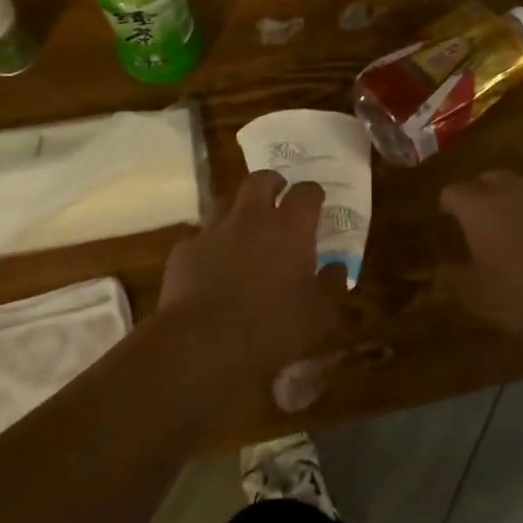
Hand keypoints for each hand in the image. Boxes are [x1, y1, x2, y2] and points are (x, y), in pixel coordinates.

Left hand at [156, 171, 349, 391]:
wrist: (202, 342)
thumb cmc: (271, 327)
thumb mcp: (318, 315)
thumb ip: (332, 286)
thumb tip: (338, 268)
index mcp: (290, 228)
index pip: (306, 192)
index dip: (313, 194)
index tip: (316, 201)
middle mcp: (251, 218)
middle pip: (261, 180)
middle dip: (272, 183)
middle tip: (278, 197)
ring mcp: (214, 230)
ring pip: (226, 202)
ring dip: (239, 210)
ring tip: (244, 230)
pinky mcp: (185, 250)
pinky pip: (200, 237)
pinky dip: (210, 244)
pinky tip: (212, 265)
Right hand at [439, 171, 522, 354]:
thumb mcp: (478, 297)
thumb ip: (454, 279)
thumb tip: (443, 271)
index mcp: (480, 207)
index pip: (453, 193)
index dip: (449, 206)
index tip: (449, 220)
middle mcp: (517, 189)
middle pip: (492, 180)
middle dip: (485, 197)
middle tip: (487, 225)